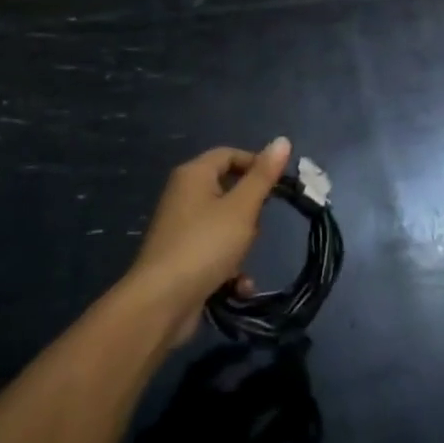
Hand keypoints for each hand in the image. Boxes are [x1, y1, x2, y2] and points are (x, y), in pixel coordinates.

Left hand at [129, 138, 290, 342]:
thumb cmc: (205, 245)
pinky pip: (213, 253)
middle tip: (257, 227)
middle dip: (249, 213)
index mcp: (193, 174)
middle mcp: (183, 195)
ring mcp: (180, 228)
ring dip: (240, 246)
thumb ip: (263, 176)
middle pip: (227, 191)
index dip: (256, 164)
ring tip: (243, 261)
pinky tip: (238, 287)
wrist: (161, 303)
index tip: (280, 185)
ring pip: (224, 225)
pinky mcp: (181, 258)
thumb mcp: (242, 208)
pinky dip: (228, 267)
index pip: (229, 154)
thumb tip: (282, 140)